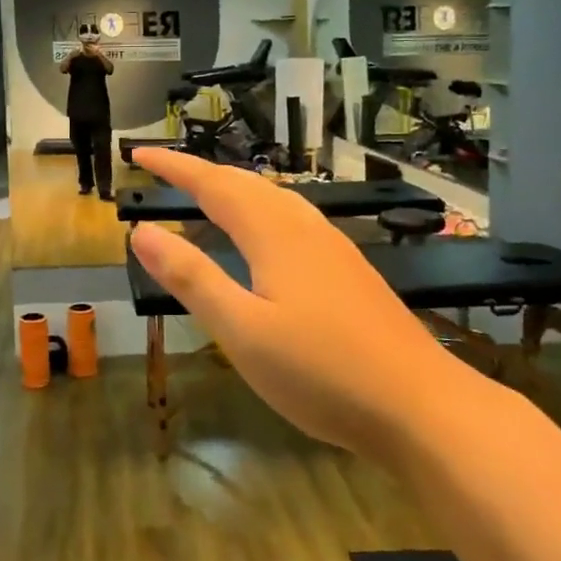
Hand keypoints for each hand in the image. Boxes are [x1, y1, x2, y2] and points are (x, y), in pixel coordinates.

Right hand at [128, 150, 436, 450]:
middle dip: (200, 172)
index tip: (138, 154)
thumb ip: (191, 278)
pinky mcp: (349, 270)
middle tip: (163, 171)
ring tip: (204, 196)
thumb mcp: (242, 330)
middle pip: (245, 183)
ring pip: (273, 198)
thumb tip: (143, 232)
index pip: (213, 184)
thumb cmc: (322, 371)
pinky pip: (292, 218)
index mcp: (273, 234)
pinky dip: (259, 209)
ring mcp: (333, 247)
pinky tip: (263, 237)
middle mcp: (304, 228)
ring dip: (232, 188)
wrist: (421, 406)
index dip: (174, 166)